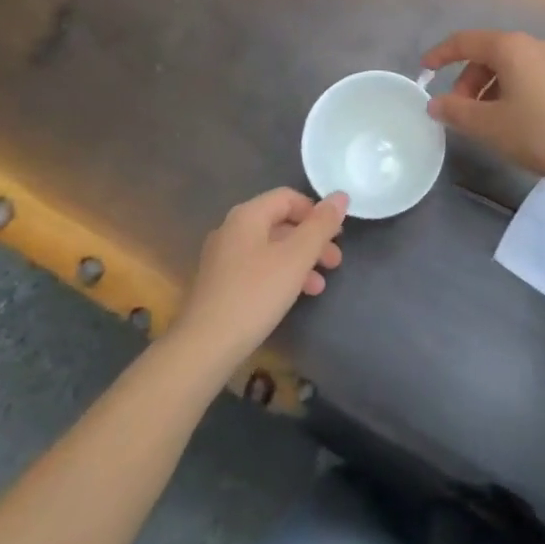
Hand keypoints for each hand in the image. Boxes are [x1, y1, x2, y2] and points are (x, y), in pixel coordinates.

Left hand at [171, 188, 347, 370]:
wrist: (203, 347)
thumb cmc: (255, 294)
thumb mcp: (296, 258)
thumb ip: (321, 226)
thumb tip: (341, 196)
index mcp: (248, 215)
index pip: (288, 197)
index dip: (316, 212)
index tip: (336, 235)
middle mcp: (232, 229)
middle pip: (280, 223)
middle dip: (312, 240)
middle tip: (335, 262)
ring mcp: (223, 257)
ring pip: (270, 248)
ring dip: (299, 261)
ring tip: (320, 285)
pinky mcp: (220, 284)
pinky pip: (257, 268)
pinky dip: (280, 275)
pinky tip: (294, 297)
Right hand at [421, 30, 544, 181]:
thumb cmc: (538, 132)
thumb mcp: (489, 125)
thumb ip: (456, 111)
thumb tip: (435, 103)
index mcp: (510, 47)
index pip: (465, 41)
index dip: (441, 54)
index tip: (424, 70)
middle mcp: (534, 44)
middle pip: (489, 54)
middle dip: (467, 80)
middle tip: (459, 110)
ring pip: (511, 66)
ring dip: (490, 88)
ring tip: (486, 120)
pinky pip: (531, 76)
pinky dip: (513, 90)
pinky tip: (516, 120)